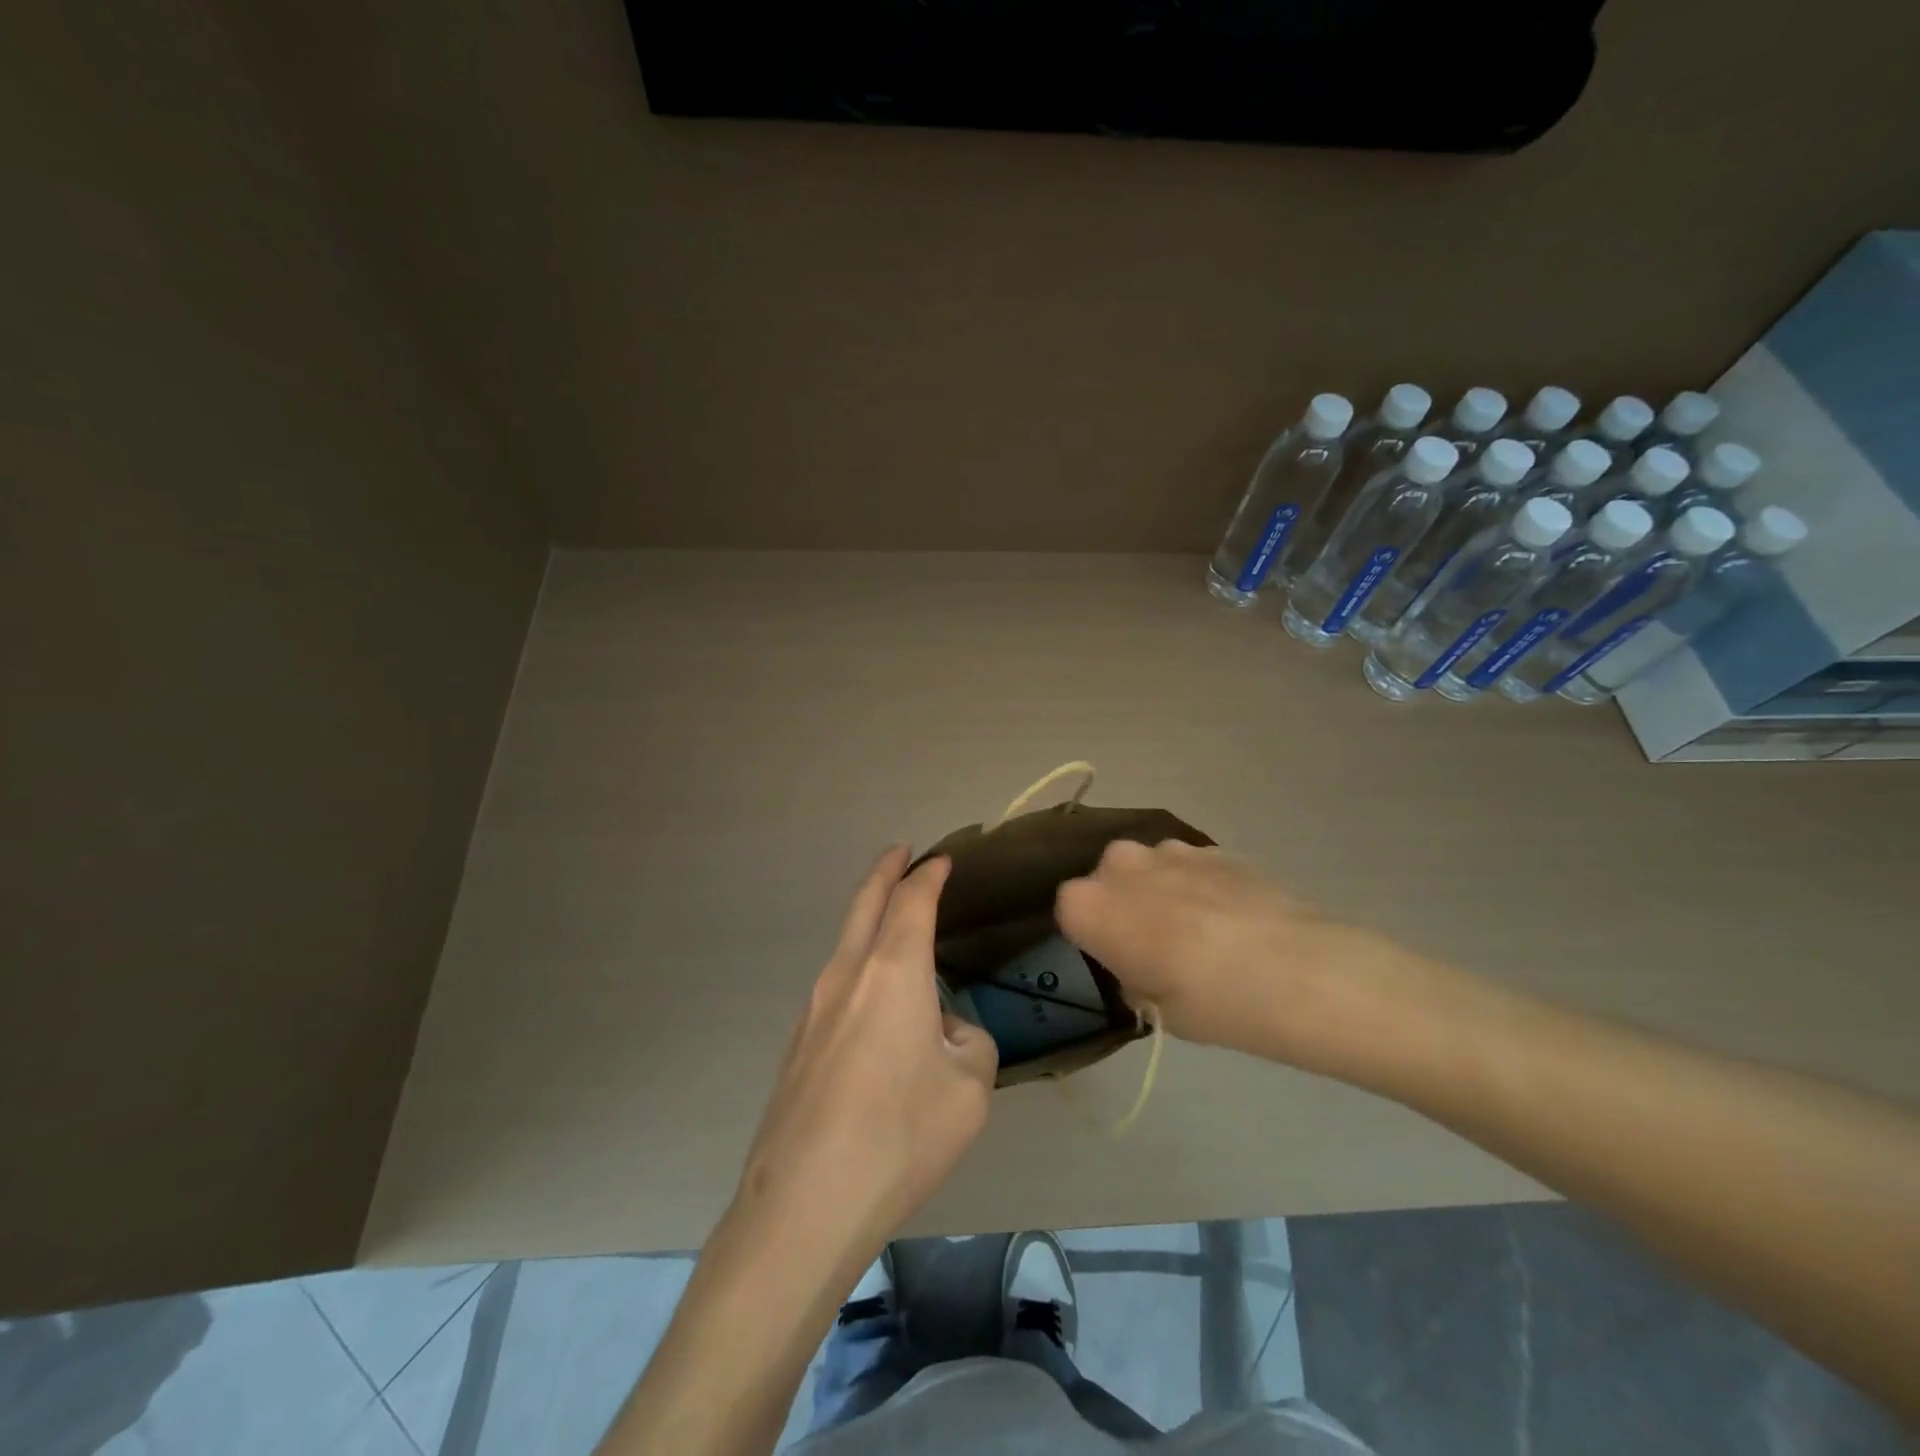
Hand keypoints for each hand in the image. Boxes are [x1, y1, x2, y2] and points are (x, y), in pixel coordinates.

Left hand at [733, 846, 997, 1271]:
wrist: (805, 1201)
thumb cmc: (900, 1133)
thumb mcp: (969, 1089)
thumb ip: (970, 1043)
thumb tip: (947, 1032)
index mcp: (893, 970)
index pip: (912, 900)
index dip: (929, 874)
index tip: (942, 860)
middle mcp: (848, 974)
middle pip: (865, 903)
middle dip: (885, 871)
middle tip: (901, 852)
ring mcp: (814, 1008)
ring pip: (846, 942)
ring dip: (870, 921)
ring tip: (895, 925)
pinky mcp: (799, 1044)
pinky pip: (837, 986)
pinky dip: (860, 968)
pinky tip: (877, 1008)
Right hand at [1056, 839, 1426, 1077]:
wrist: (1305, 970)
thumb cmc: (1214, 1002)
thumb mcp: (1156, 1009)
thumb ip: (1131, 974)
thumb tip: (1139, 962)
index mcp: (1090, 903)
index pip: (1068, 911)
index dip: (1091, 937)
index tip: (1117, 961)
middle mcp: (1120, 864)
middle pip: (1105, 881)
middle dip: (1121, 906)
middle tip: (1154, 948)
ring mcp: (1170, 849)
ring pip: (1147, 869)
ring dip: (1159, 892)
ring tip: (1199, 934)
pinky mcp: (1213, 846)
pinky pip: (1187, 866)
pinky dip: (1197, 886)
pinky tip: (1229, 921)